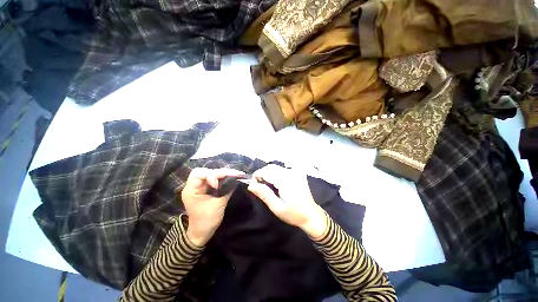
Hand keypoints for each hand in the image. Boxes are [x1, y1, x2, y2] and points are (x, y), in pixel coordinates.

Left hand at [182, 168, 244, 246]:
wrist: (201, 233)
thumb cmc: (207, 221)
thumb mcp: (218, 205)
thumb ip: (226, 190)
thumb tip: (235, 180)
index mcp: (191, 190)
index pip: (199, 173)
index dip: (210, 175)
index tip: (217, 185)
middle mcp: (195, 186)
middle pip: (207, 171)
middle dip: (221, 172)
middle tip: (235, 174)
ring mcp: (201, 187)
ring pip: (213, 174)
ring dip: (225, 174)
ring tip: (237, 174)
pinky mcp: (207, 189)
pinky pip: (216, 179)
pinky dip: (224, 178)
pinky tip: (233, 178)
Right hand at [247, 165, 327, 238]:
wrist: (311, 215)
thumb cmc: (294, 214)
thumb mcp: (277, 207)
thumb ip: (264, 194)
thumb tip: (251, 184)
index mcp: (286, 180)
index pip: (266, 171)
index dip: (257, 176)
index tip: (253, 185)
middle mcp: (291, 172)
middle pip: (271, 167)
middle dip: (262, 174)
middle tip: (260, 187)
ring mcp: (295, 171)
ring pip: (276, 167)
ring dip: (269, 174)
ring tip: (268, 186)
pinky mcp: (297, 173)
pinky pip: (282, 169)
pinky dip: (276, 174)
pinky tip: (277, 184)